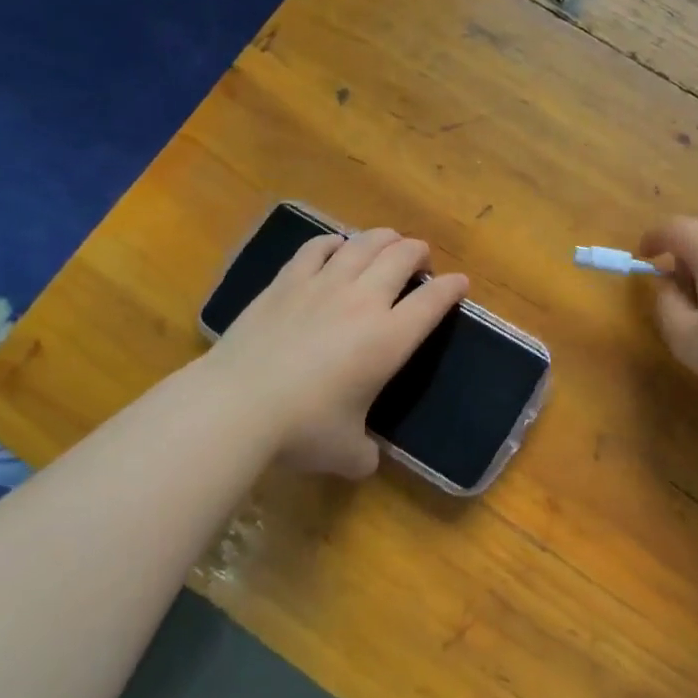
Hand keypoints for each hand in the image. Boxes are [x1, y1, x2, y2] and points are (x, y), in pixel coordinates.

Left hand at [208, 228, 467, 477]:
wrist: (236, 404)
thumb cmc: (301, 429)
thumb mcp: (346, 453)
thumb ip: (365, 453)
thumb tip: (366, 458)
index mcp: (390, 339)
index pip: (433, 301)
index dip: (452, 288)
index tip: (460, 283)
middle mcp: (363, 301)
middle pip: (401, 257)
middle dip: (418, 252)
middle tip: (421, 258)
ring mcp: (323, 285)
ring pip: (363, 244)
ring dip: (383, 238)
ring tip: (389, 240)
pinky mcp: (286, 281)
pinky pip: (317, 247)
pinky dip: (334, 242)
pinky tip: (336, 245)